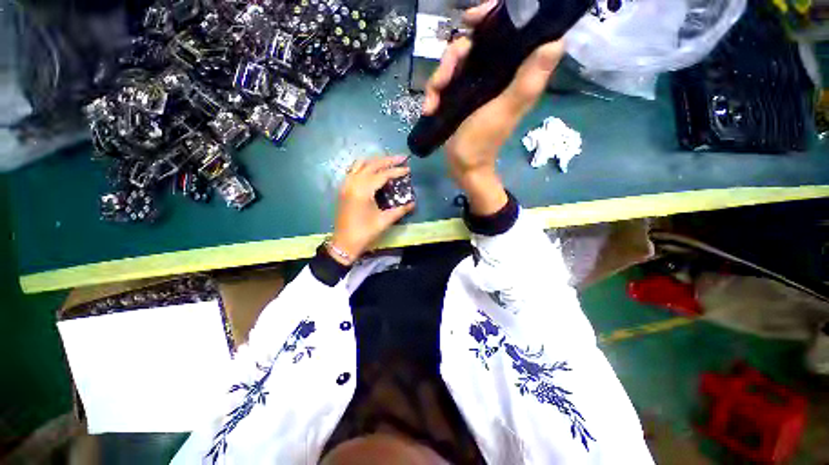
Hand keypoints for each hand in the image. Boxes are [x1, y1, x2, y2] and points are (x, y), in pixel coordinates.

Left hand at [330, 156, 414, 264]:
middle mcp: (353, 183)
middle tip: (401, 158)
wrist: (344, 243)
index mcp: (363, 190)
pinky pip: (353, 170)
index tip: (408, 169)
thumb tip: (413, 203)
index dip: (396, 171)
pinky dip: (364, 166)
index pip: (382, 174)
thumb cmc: (365, 233)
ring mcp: (346, 184)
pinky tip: (372, 170)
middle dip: (387, 160)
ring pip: (360, 164)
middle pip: (371, 164)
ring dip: (375, 161)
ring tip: (388, 162)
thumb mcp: (384, 221)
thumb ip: (400, 210)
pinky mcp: (343, 189)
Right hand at [423, 0, 564, 214]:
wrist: (463, 167)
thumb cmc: (483, 142)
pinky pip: (443, 82)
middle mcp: (495, 73)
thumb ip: (527, 80)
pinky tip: (429, 108)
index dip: (492, 17)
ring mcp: (474, 84)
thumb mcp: (505, 110)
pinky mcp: (459, 96)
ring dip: (439, 78)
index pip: (509, 30)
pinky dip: (433, 93)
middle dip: (454, 55)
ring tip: (433, 102)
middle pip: (474, 42)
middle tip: (443, 78)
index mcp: (513, 73)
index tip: (472, 19)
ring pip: (454, 61)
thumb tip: (555, 41)